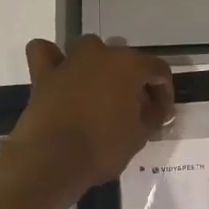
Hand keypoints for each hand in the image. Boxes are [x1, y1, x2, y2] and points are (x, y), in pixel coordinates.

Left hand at [9, 36, 173, 198]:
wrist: (51, 161)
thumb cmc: (103, 148)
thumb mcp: (140, 137)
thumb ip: (152, 117)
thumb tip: (154, 110)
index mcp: (130, 65)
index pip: (158, 70)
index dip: (165, 93)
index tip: (161, 116)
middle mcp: (101, 54)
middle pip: (126, 58)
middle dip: (135, 81)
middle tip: (136, 109)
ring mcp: (70, 61)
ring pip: (90, 48)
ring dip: (99, 64)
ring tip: (102, 91)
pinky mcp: (43, 75)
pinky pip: (46, 52)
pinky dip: (54, 58)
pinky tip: (61, 74)